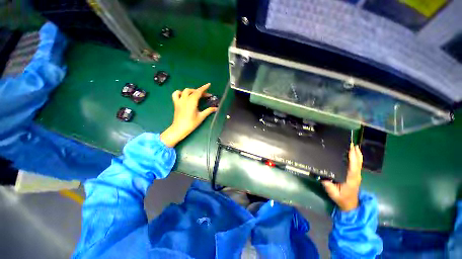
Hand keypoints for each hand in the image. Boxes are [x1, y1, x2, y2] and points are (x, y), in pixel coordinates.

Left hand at [160, 83, 217, 147]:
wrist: (179, 128)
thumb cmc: (191, 123)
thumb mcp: (201, 117)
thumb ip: (208, 111)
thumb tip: (216, 108)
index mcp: (192, 102)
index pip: (198, 92)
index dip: (204, 88)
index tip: (209, 85)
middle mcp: (185, 99)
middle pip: (193, 91)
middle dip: (200, 91)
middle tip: (206, 96)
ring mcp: (179, 101)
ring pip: (185, 91)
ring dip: (191, 91)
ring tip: (196, 94)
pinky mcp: (176, 103)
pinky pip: (176, 94)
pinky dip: (180, 92)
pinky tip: (184, 95)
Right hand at [322, 143, 362, 210]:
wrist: (350, 205)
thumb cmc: (341, 198)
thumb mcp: (333, 193)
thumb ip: (328, 185)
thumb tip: (322, 176)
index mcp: (351, 179)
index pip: (353, 167)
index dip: (353, 157)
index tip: (351, 148)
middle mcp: (356, 176)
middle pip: (358, 163)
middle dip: (356, 153)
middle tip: (352, 143)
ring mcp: (357, 175)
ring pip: (359, 163)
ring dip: (357, 154)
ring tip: (353, 146)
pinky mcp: (355, 175)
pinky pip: (357, 165)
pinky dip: (356, 158)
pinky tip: (353, 154)